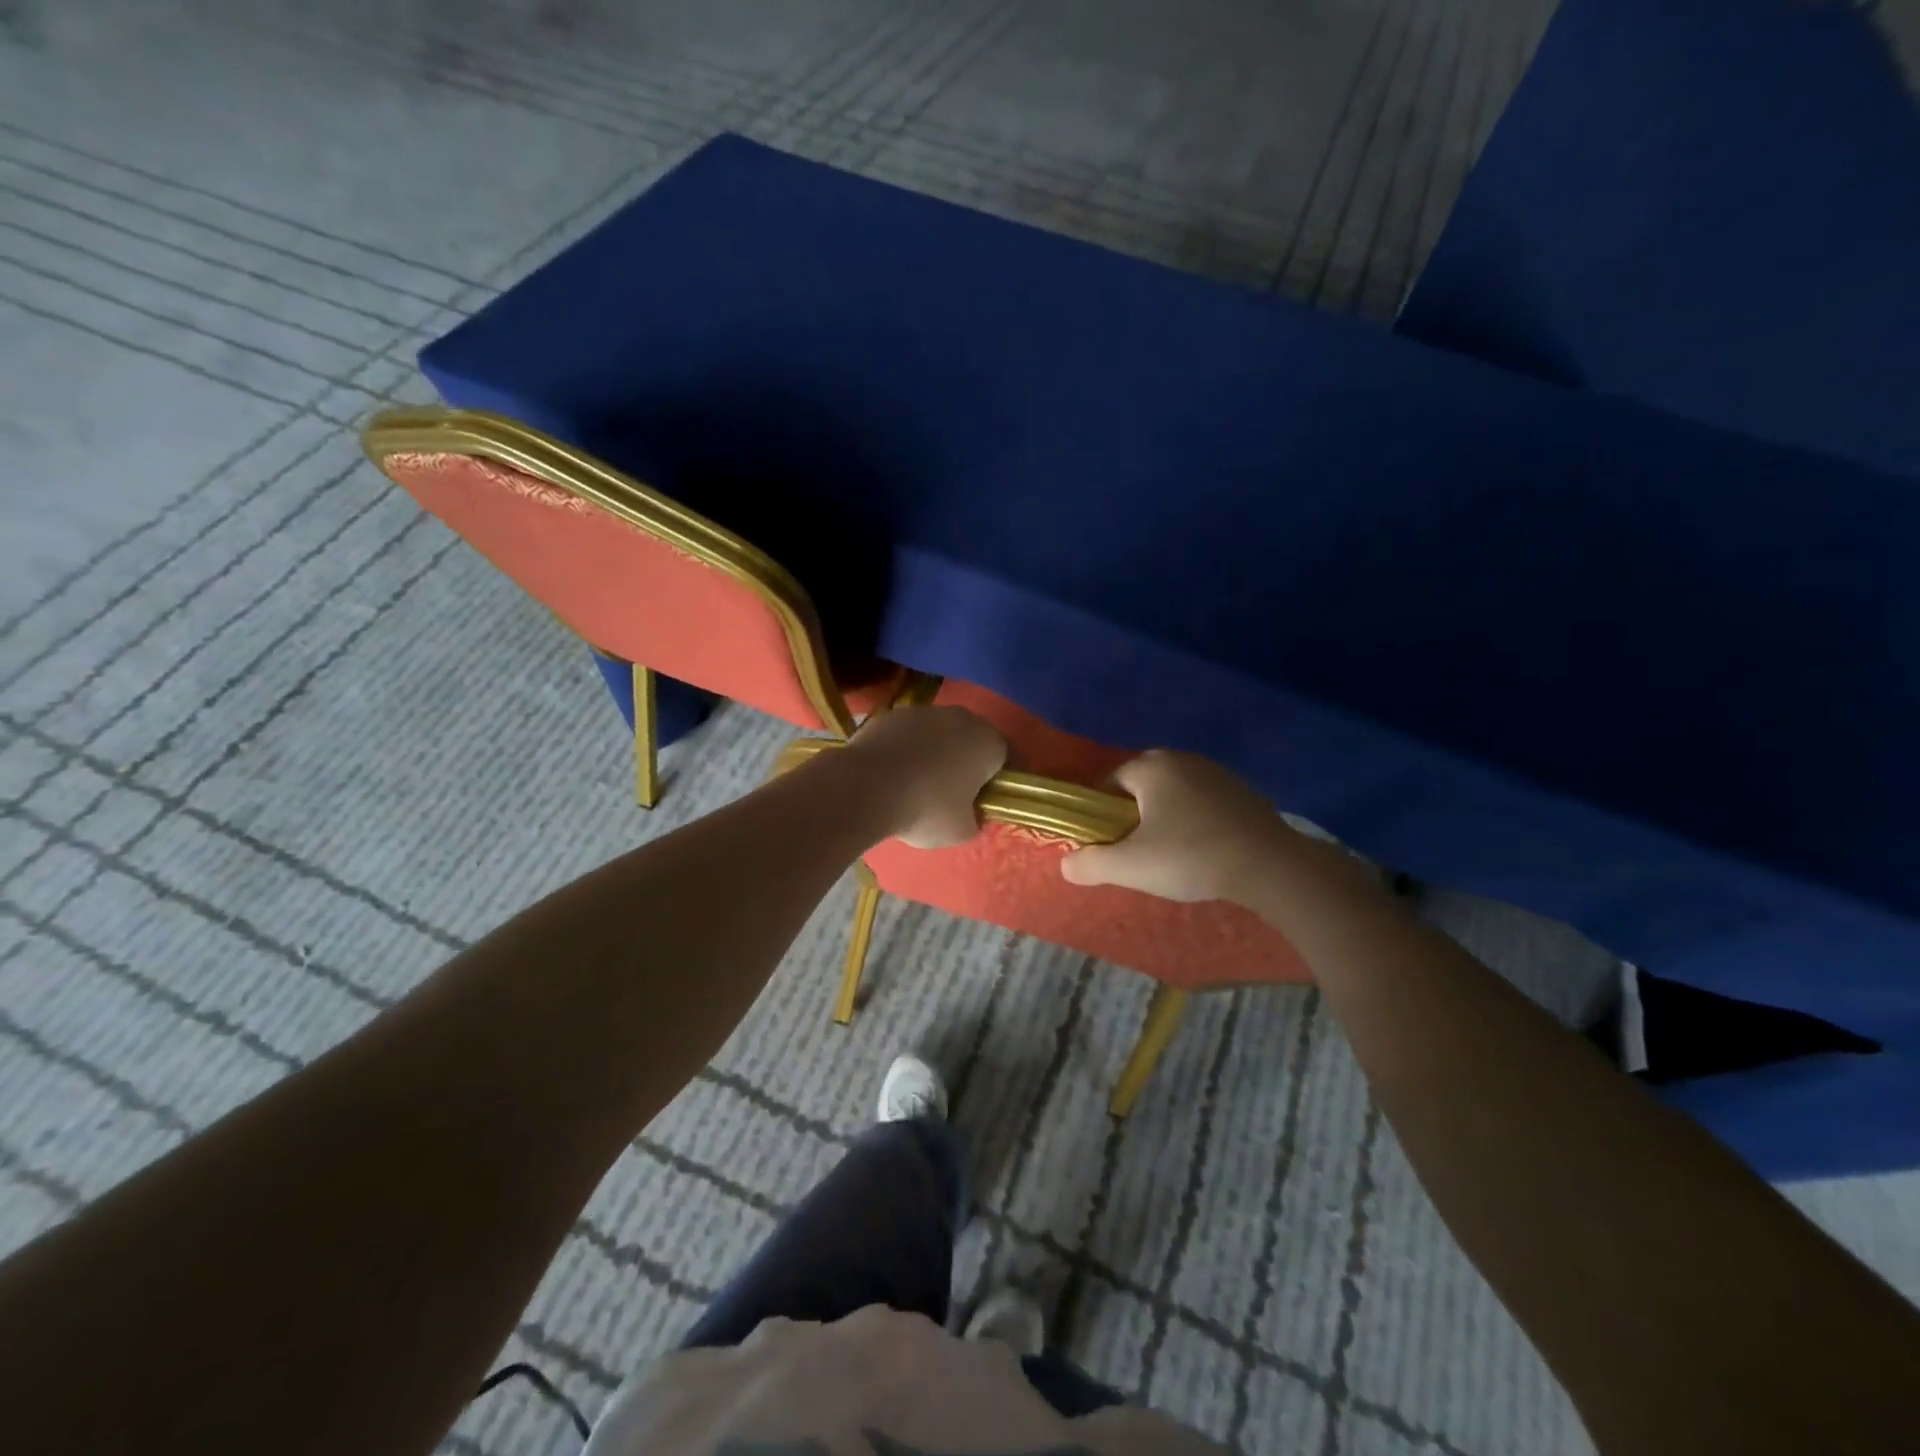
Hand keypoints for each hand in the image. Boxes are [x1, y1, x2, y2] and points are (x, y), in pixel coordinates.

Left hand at [845, 706, 1006, 848]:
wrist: (865, 786)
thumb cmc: (926, 809)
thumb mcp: (962, 831)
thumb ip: (975, 819)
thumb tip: (971, 814)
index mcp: (988, 742)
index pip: (1009, 756)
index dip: (1004, 778)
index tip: (995, 798)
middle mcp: (961, 718)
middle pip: (974, 739)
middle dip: (970, 761)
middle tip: (960, 792)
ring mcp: (924, 711)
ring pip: (940, 733)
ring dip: (938, 752)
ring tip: (922, 783)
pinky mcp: (891, 714)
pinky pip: (910, 734)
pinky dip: (908, 749)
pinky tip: (895, 773)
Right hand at [1061, 750, 1378, 911]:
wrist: (1272, 866)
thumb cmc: (1191, 857)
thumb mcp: (1131, 866)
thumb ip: (1090, 863)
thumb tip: (1065, 864)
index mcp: (1150, 766)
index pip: (1107, 784)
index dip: (1100, 816)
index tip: (1108, 847)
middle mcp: (1180, 758)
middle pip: (1139, 788)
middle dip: (1133, 818)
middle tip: (1138, 854)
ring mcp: (1215, 771)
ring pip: (1171, 795)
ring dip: (1164, 820)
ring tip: (1171, 856)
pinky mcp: (1241, 790)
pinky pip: (1200, 802)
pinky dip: (1193, 822)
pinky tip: (1202, 850)